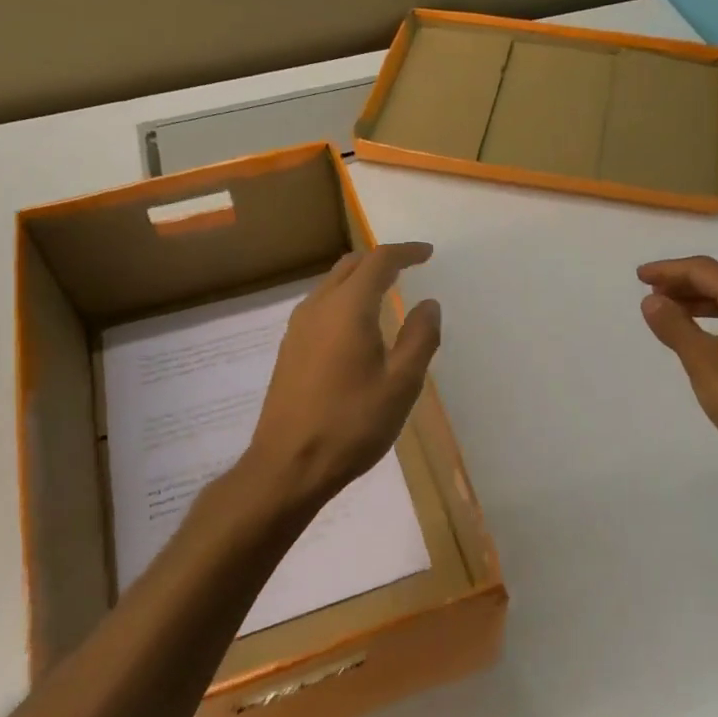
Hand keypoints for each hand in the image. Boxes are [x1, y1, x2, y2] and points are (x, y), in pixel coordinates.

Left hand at [246, 243, 441, 507]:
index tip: (428, 254)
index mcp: (348, 308)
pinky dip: (344, 299)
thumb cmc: (352, 424)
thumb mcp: (401, 384)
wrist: (288, 464)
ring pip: (331, 284)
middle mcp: (318, 307)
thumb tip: (428, 304)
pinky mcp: (289, 349)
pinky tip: (357, 326)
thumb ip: (420, 338)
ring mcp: (298, 328)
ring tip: (387, 294)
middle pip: (350, 266)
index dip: (406, 252)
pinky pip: (320, 306)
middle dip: (381, 260)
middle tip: (409, 268)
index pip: (379, 261)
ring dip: (360, 279)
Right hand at [637, 255, 717, 474]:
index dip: (669, 269)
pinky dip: (715, 320)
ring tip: (668, 310)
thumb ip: (674, 325)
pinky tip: (700, 336)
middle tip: (650, 290)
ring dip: (698, 302)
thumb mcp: (702, 359)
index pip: (706, 271)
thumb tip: (651, 299)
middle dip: (683, 283)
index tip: (638, 276)